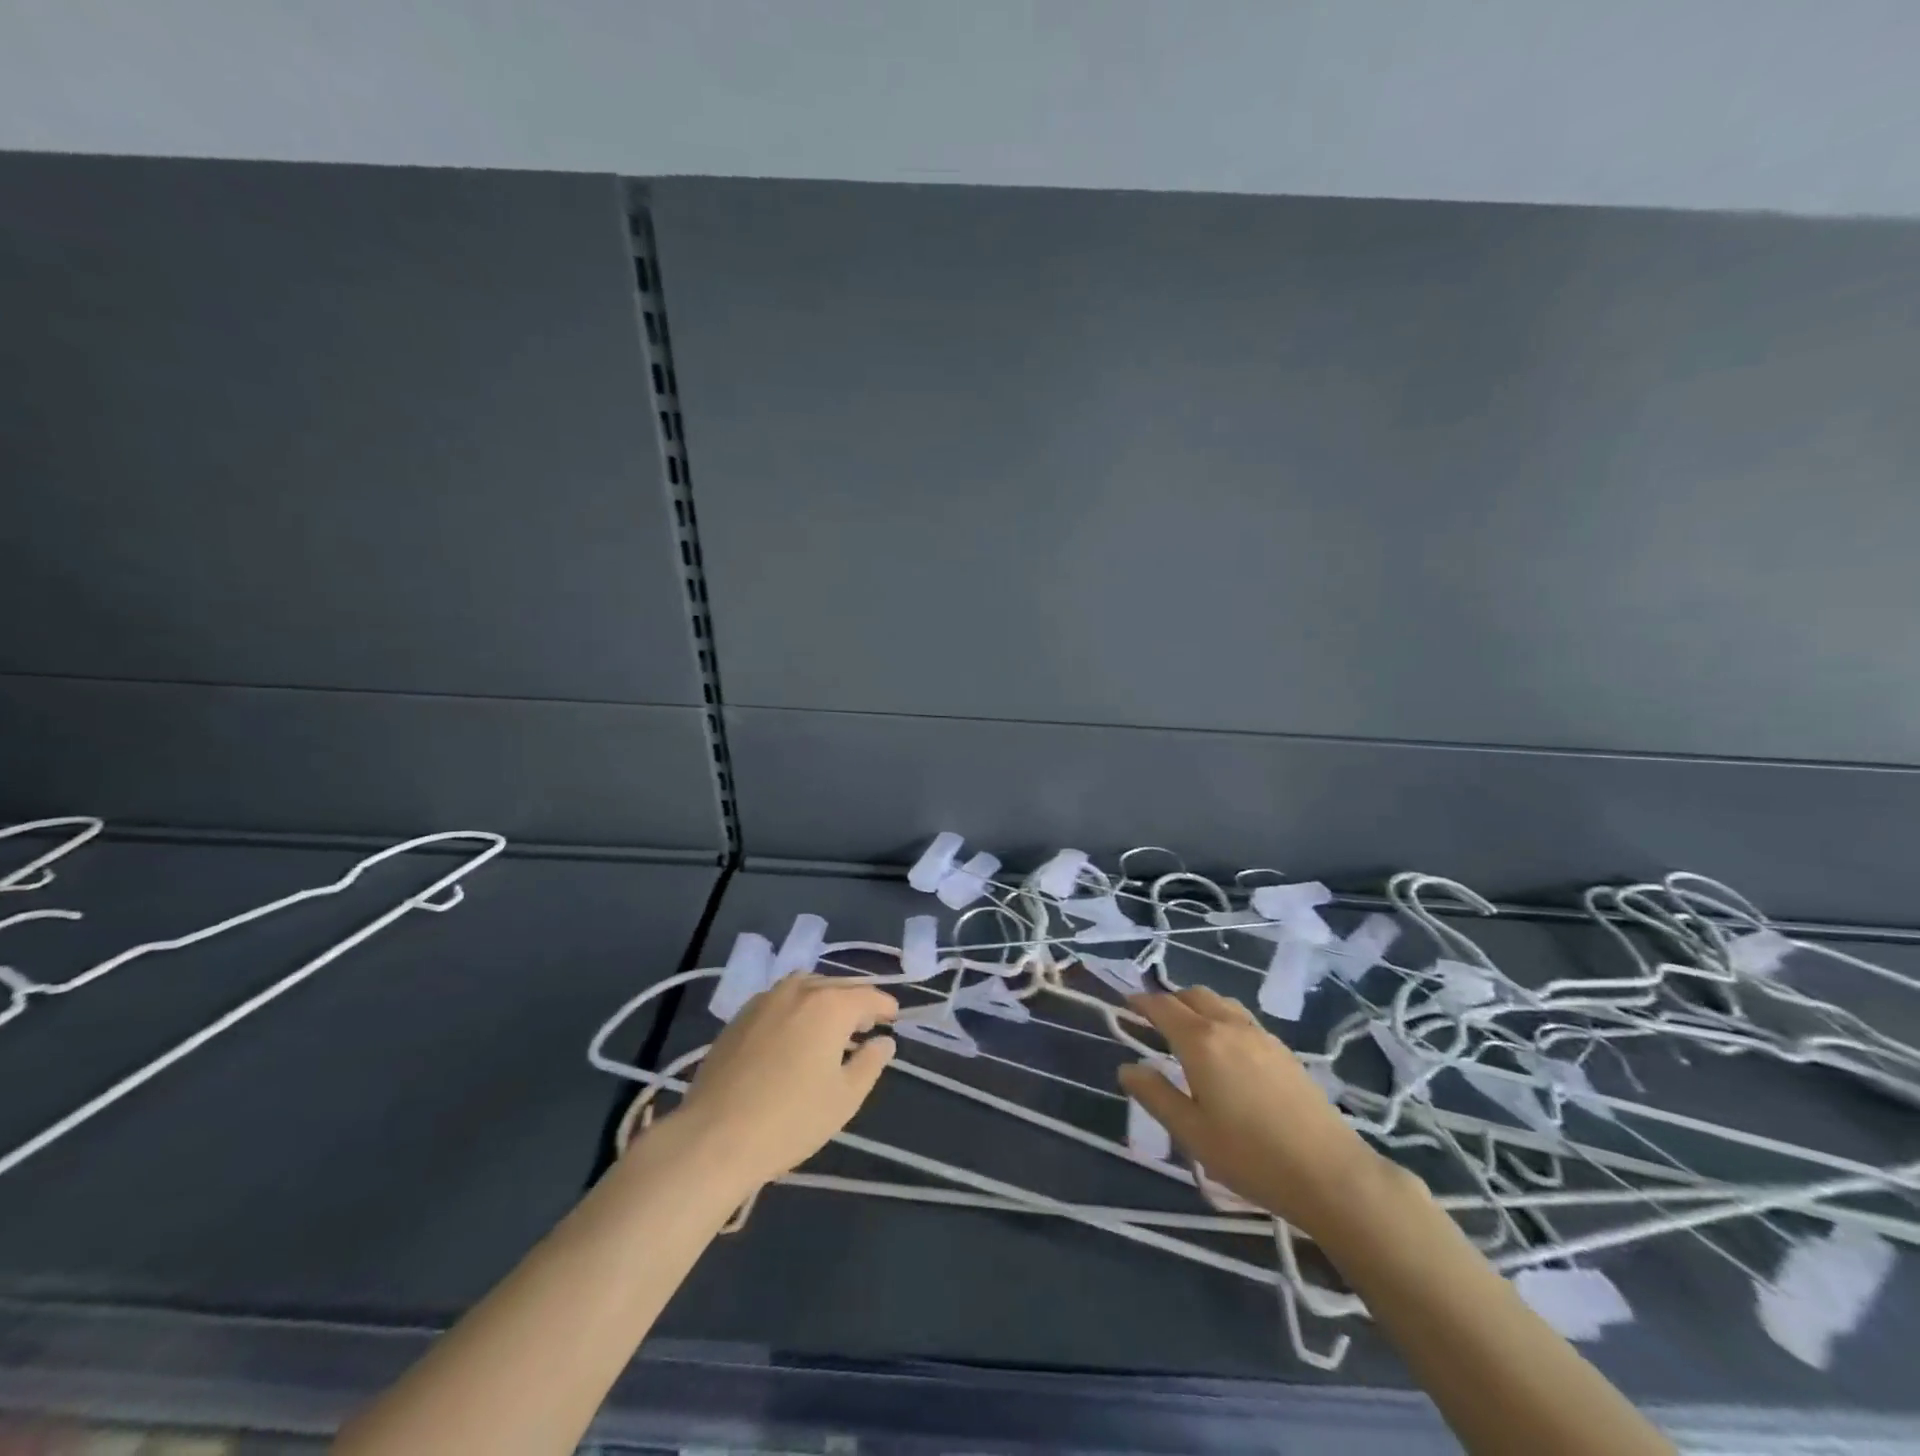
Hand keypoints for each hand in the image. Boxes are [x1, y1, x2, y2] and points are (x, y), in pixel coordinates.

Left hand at [672, 974, 897, 1190]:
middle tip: (864, 1025)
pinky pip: (778, 1000)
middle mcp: (798, 990)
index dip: (884, 1006)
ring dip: (822, 1000)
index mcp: (830, 1004)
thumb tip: (884, 1042)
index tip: (893, 1018)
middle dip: (854, 1001)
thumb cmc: (790, 1119)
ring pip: (804, 987)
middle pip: (836, 986)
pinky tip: (791, 1035)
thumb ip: (870, 1063)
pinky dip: (794, 1008)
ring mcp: (764, 1000)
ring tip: (828, 1027)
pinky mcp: (738, 1017)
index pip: (867, 996)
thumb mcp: (845, 1098)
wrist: (714, 1138)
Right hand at [1117, 986, 1392, 1238]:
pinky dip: (1222, 1019)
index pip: (1163, 1007)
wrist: (1330, 1173)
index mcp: (1201, 1041)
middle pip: (1194, 995)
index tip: (1126, 1003)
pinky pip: (1242, 1018)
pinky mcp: (1283, 1050)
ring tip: (1188, 1031)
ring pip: (1221, 1003)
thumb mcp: (1191, 1132)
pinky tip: (1226, 1051)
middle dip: (1170, 1000)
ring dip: (1198, 1006)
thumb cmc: (1251, 1156)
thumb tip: (1127, 1067)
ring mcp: (1261, 1035)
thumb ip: (1155, 1095)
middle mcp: (1229, 1026)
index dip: (1141, 1001)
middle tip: (1154, 1020)